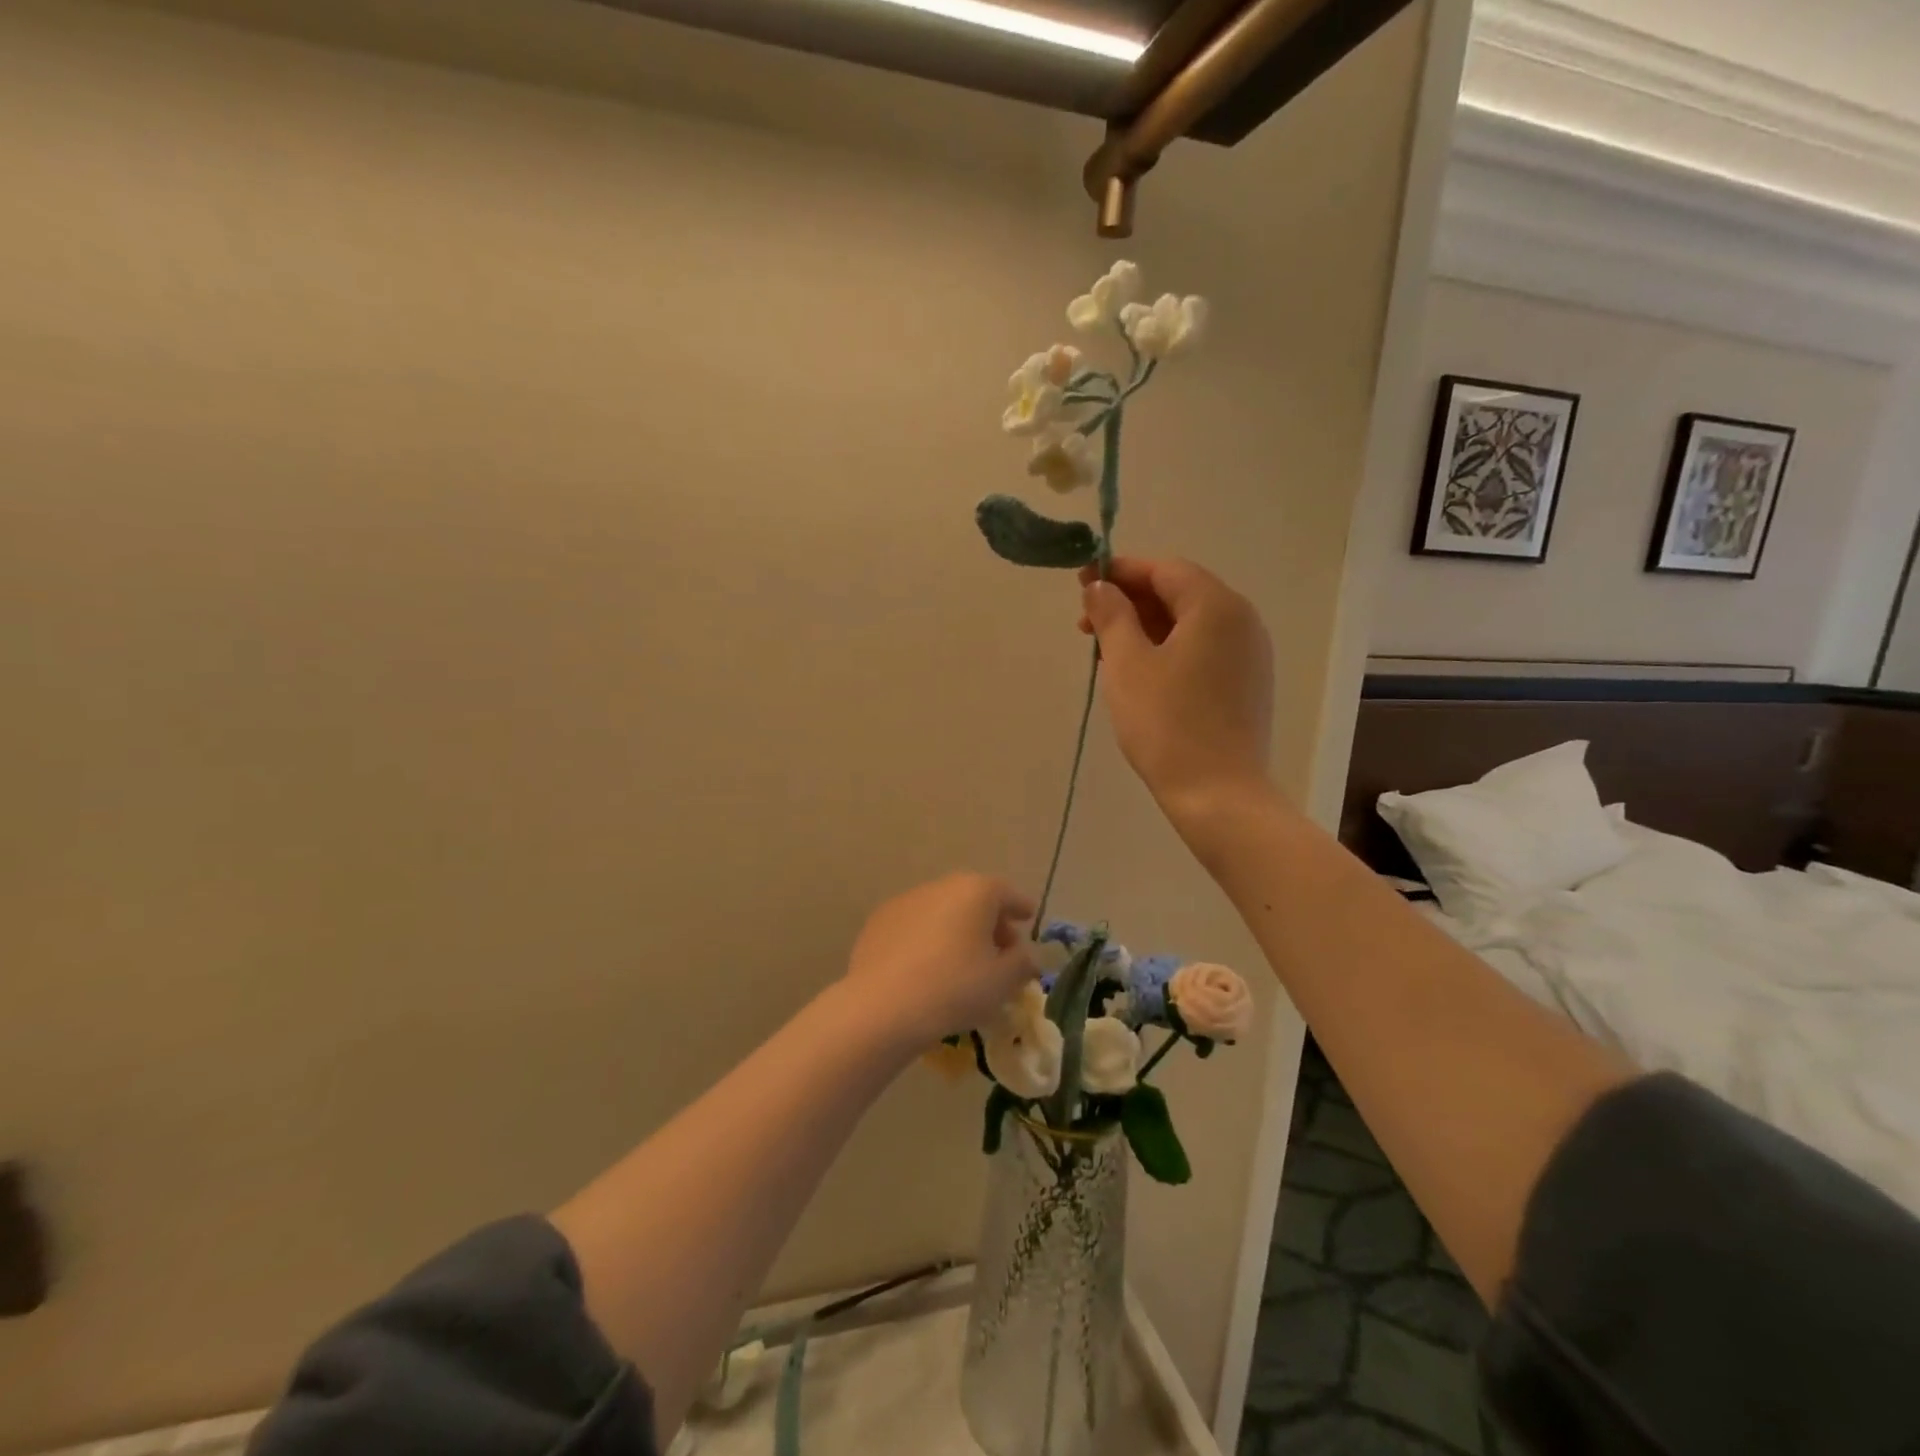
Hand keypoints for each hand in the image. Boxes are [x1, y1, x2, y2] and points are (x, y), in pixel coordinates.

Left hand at [842, 874, 1037, 1047]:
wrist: (883, 1006)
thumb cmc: (955, 988)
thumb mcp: (1003, 982)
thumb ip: (1023, 963)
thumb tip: (1027, 955)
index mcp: (976, 892)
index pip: (1006, 893)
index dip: (1020, 907)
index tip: (1028, 917)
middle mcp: (941, 886)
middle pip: (973, 899)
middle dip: (989, 921)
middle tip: (1000, 950)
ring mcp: (905, 901)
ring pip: (942, 911)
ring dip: (957, 930)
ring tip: (963, 963)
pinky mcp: (878, 922)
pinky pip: (915, 926)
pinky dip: (928, 939)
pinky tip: (927, 968)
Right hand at [1077, 557, 1275, 829]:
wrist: (1218, 794)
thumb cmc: (1166, 723)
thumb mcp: (1126, 664)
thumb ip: (1112, 615)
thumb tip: (1100, 586)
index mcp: (1216, 606)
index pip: (1164, 569)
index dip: (1120, 571)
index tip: (1082, 584)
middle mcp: (1242, 620)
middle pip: (1180, 593)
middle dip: (1130, 602)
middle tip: (1087, 625)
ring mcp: (1250, 654)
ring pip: (1190, 624)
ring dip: (1146, 628)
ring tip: (1106, 653)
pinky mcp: (1248, 683)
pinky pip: (1203, 649)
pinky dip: (1168, 649)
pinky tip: (1140, 674)